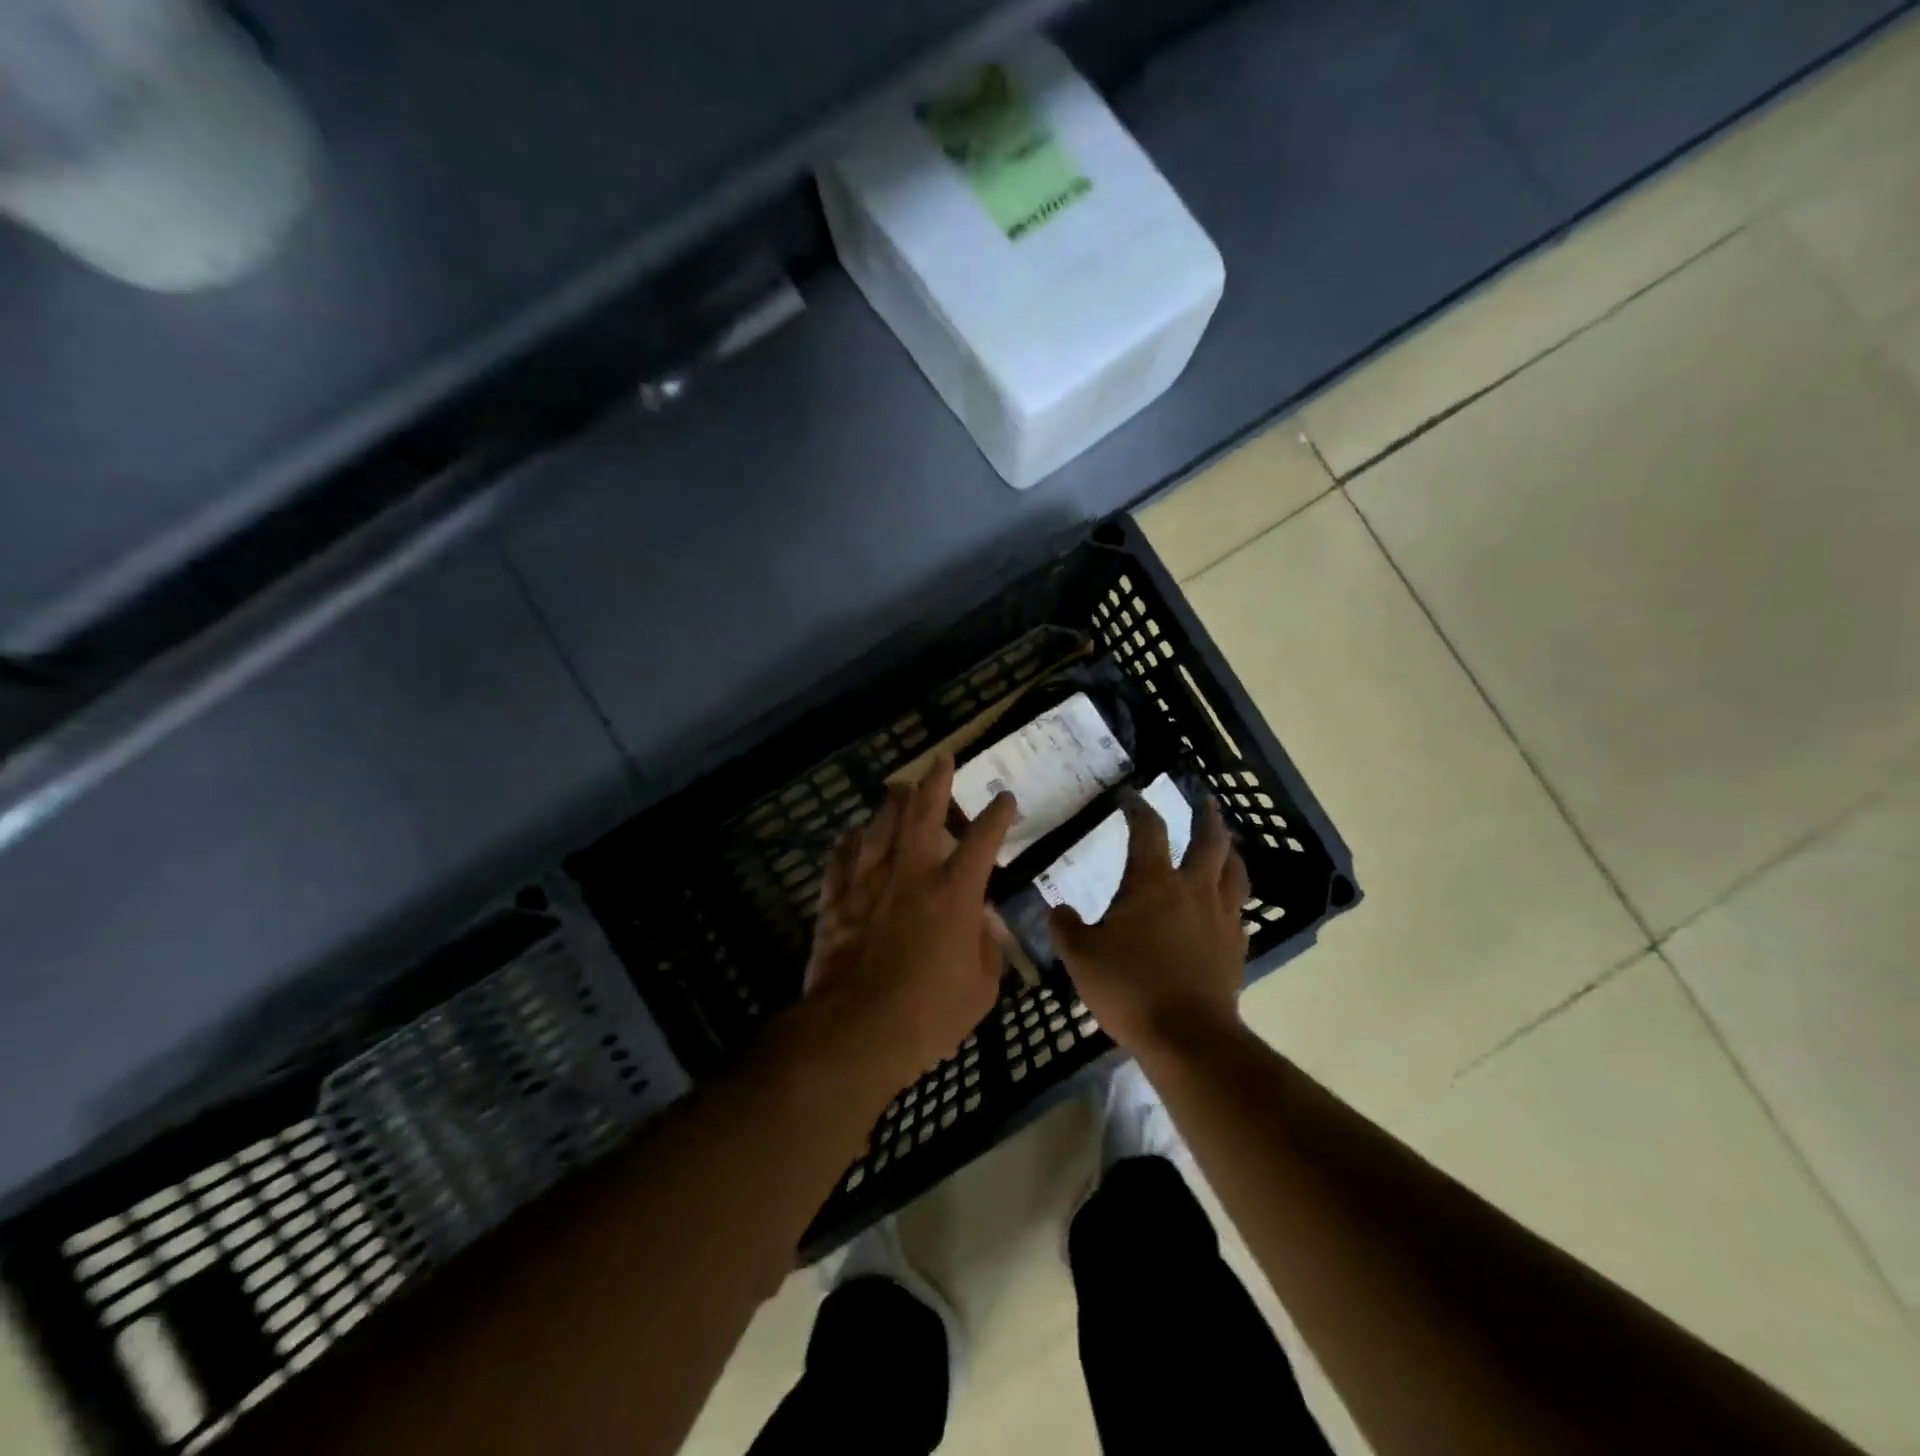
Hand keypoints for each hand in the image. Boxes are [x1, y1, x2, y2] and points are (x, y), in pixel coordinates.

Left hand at [804, 755, 1017, 1093]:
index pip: (983, 839)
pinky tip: (853, 835)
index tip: (1005, 799)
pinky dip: (850, 842)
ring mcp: (869, 882)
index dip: (998, 815)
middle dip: (936, 781)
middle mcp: (911, 874)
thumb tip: (981, 922)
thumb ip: (986, 948)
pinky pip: (842, 858)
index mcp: (954, 892)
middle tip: (943, 758)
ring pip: (879, 826)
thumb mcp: (981, 988)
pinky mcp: (836, 899)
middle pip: (923, 812)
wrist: (855, 1030)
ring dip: (892, 803)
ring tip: (899, 787)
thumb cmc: (928, 1014)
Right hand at [1048, 793, 1250, 1055]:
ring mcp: (1220, 918)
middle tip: (1204, 799)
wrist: (1187, 1037)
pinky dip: (1231, 899)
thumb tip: (1058, 910)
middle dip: (1206, 816)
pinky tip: (1225, 907)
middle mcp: (1193, 890)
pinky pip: (1238, 912)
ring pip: (1234, 872)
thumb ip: (1065, 927)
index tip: (1129, 795)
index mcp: (1153, 882)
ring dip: (1229, 852)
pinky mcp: (1235, 948)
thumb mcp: (1080, 956)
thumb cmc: (1129, 987)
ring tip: (1226, 844)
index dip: (1138, 808)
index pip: (1148, 830)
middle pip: (1210, 841)